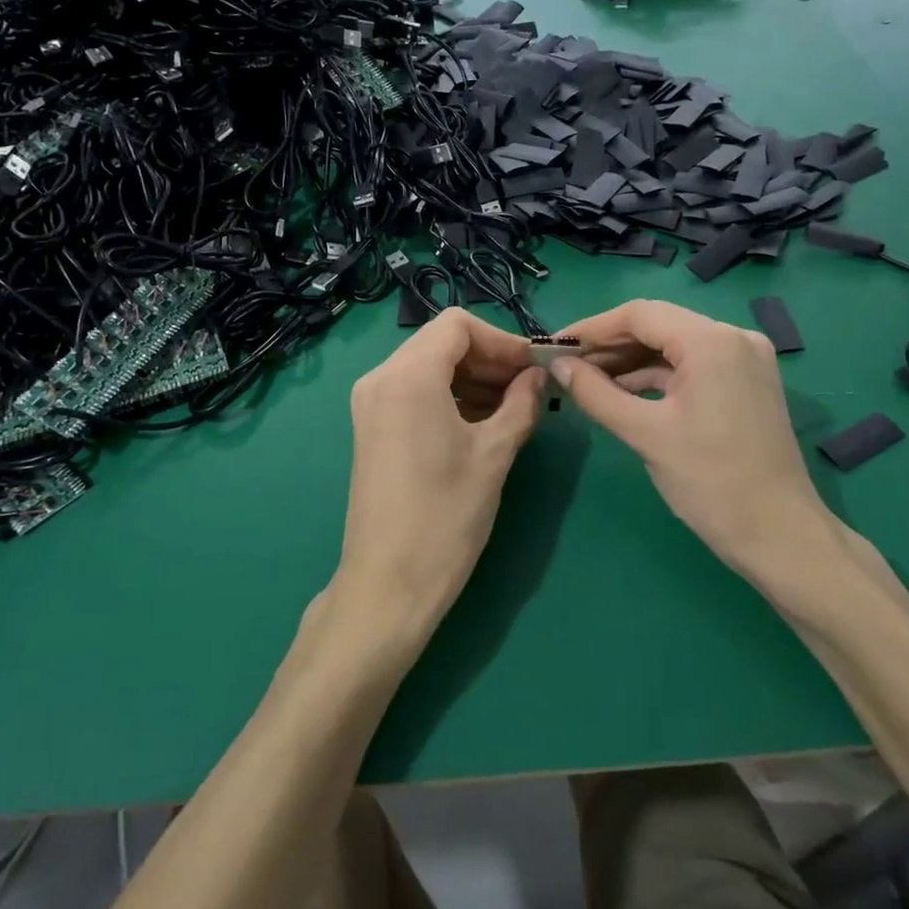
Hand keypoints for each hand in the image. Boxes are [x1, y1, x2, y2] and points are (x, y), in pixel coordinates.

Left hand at [329, 308, 545, 654]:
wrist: (389, 582)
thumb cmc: (446, 516)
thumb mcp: (494, 454)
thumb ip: (521, 404)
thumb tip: (538, 376)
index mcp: (408, 376)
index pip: (458, 326)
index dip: (502, 340)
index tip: (533, 368)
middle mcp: (380, 378)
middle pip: (441, 342)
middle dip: (488, 358)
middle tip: (529, 389)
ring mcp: (370, 403)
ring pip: (428, 366)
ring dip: (471, 378)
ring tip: (512, 408)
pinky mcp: (371, 427)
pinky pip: (414, 391)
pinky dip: (449, 396)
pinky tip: (481, 422)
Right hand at [549, 299, 845, 597]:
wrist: (779, 534)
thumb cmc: (710, 482)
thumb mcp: (645, 434)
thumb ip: (595, 393)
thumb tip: (558, 366)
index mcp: (711, 341)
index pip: (639, 314)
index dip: (591, 328)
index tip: (555, 347)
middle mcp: (734, 337)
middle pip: (658, 325)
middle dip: (609, 345)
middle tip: (566, 366)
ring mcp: (745, 359)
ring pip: (674, 346)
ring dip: (631, 361)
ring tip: (587, 381)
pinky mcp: (747, 382)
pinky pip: (692, 366)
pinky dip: (657, 376)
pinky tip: (623, 393)